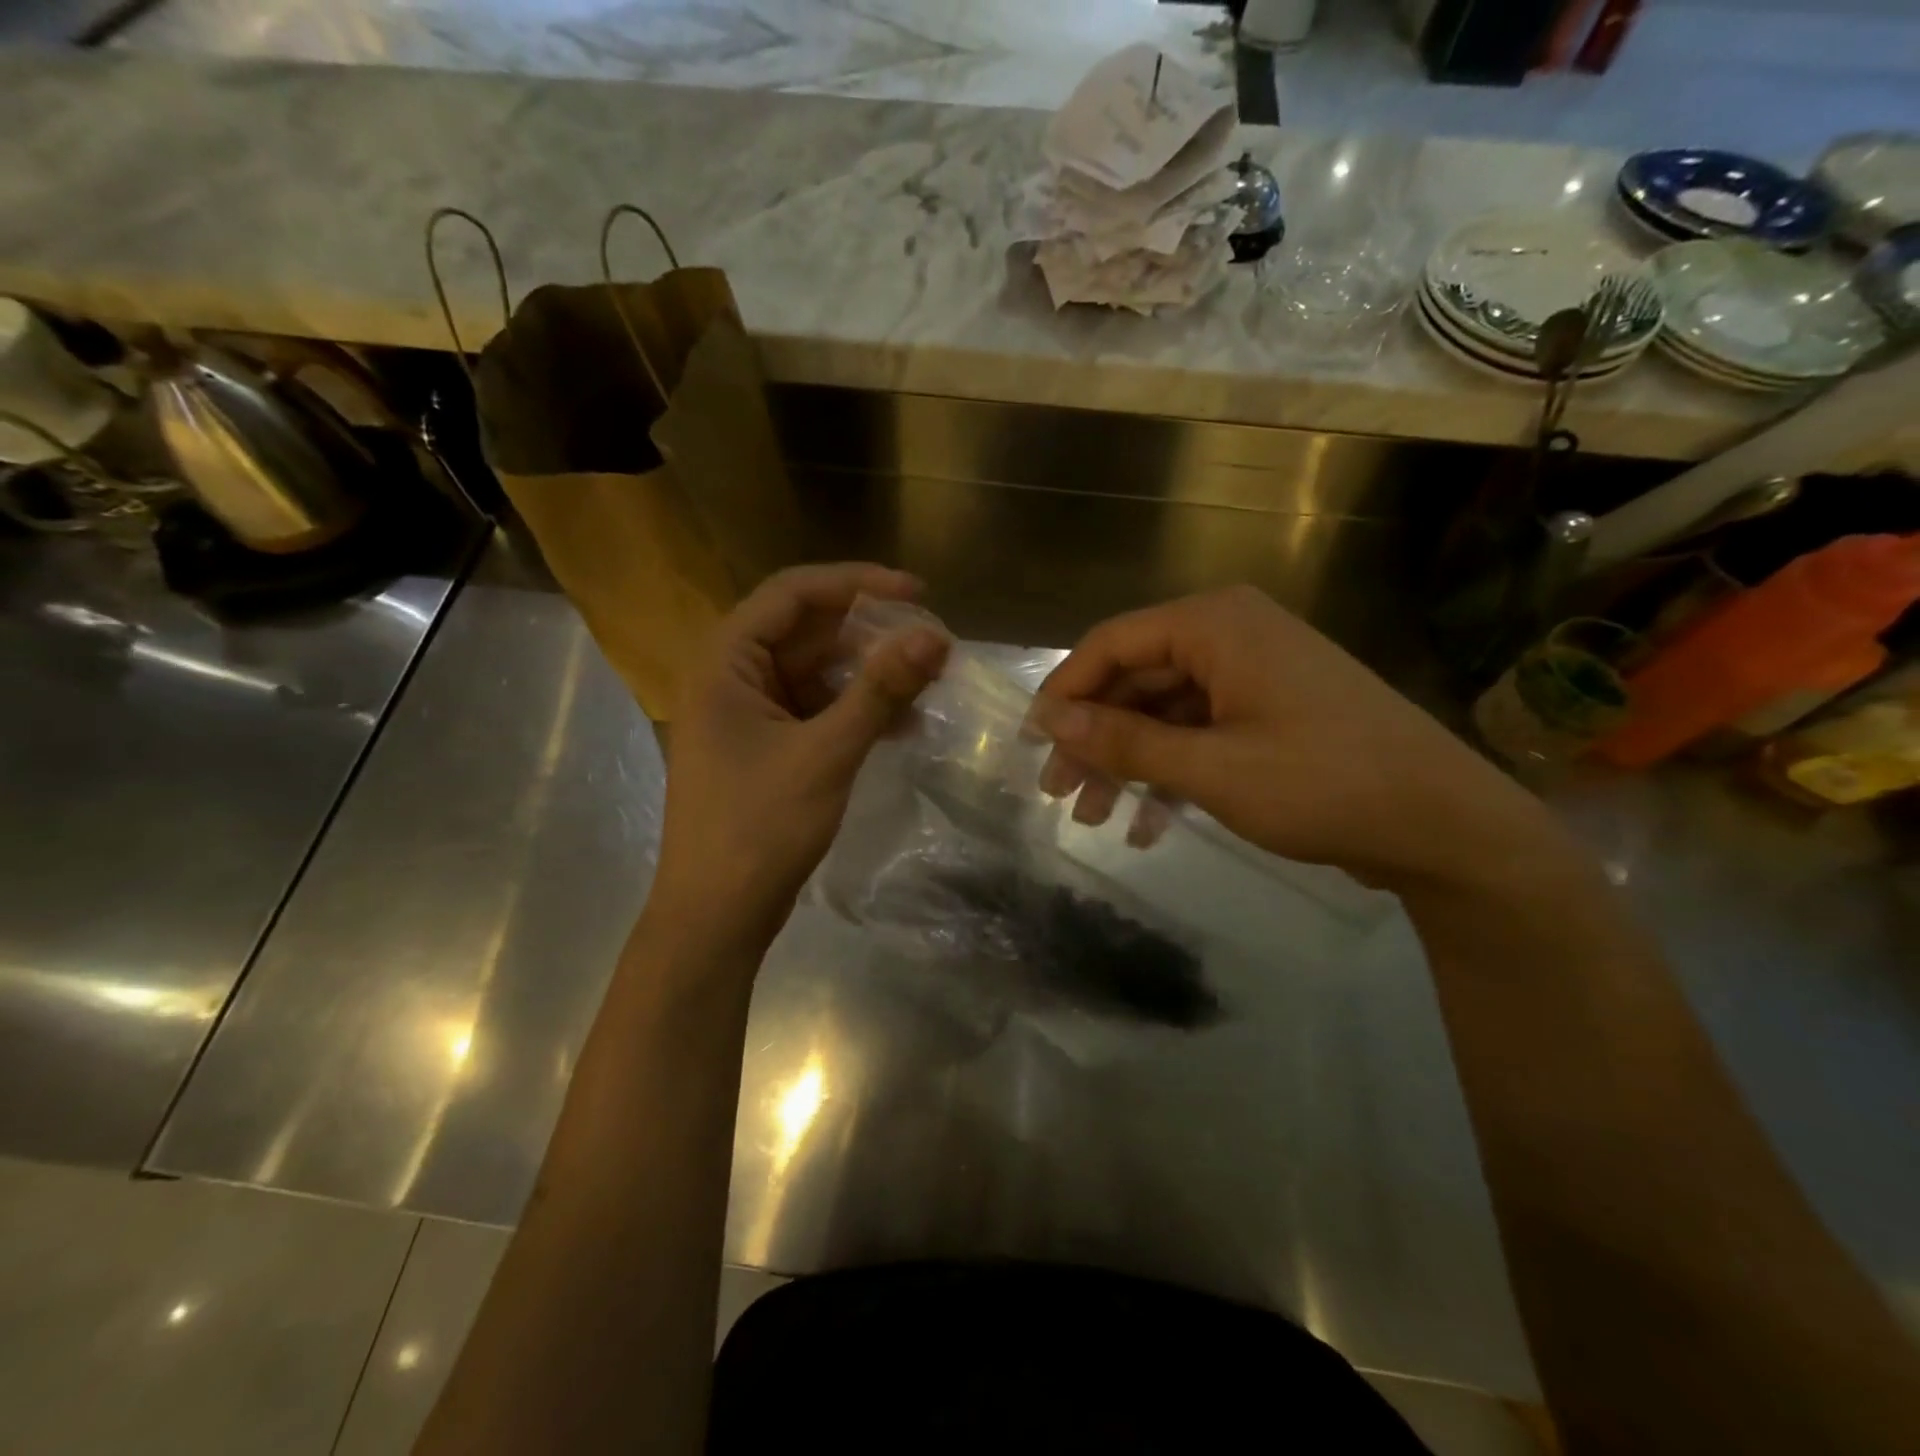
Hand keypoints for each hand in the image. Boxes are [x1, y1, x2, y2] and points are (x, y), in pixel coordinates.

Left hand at [648, 564, 949, 949]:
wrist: (715, 917)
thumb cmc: (759, 828)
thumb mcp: (826, 753)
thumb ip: (879, 690)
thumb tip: (934, 635)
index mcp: (725, 661)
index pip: (793, 593)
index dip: (857, 584)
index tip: (917, 593)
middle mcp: (731, 677)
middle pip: (807, 631)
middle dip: (871, 634)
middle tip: (931, 641)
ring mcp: (747, 714)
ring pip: (816, 673)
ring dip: (869, 675)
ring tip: (927, 680)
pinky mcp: (765, 747)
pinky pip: (816, 710)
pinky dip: (855, 711)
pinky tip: (903, 724)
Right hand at [1032, 586, 1556, 890]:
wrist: (1444, 826)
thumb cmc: (1323, 784)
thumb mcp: (1210, 768)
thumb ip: (1125, 741)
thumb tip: (1050, 722)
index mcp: (1216, 624)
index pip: (1112, 643)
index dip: (1065, 692)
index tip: (1033, 743)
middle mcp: (1231, 635)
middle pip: (1136, 678)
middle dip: (1095, 738)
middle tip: (1059, 792)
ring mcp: (1253, 674)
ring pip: (1164, 711)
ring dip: (1128, 762)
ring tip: (1094, 816)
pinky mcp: (1269, 711)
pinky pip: (1199, 731)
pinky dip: (1170, 771)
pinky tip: (1147, 822)